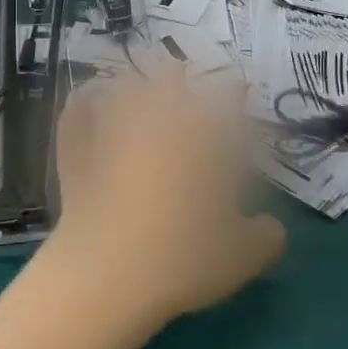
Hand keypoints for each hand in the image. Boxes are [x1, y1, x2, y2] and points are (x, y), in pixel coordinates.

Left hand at [41, 71, 285, 326]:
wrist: (106, 273)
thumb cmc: (184, 257)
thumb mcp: (245, 256)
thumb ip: (268, 235)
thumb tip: (271, 227)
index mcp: (204, 134)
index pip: (227, 96)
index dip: (235, 93)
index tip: (239, 93)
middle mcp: (158, 117)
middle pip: (170, 75)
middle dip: (180, 76)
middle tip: (183, 81)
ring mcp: (112, 127)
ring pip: (124, 84)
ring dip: (135, 83)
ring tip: (138, 89)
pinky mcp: (76, 147)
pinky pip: (79, 108)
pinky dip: (85, 100)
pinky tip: (89, 100)